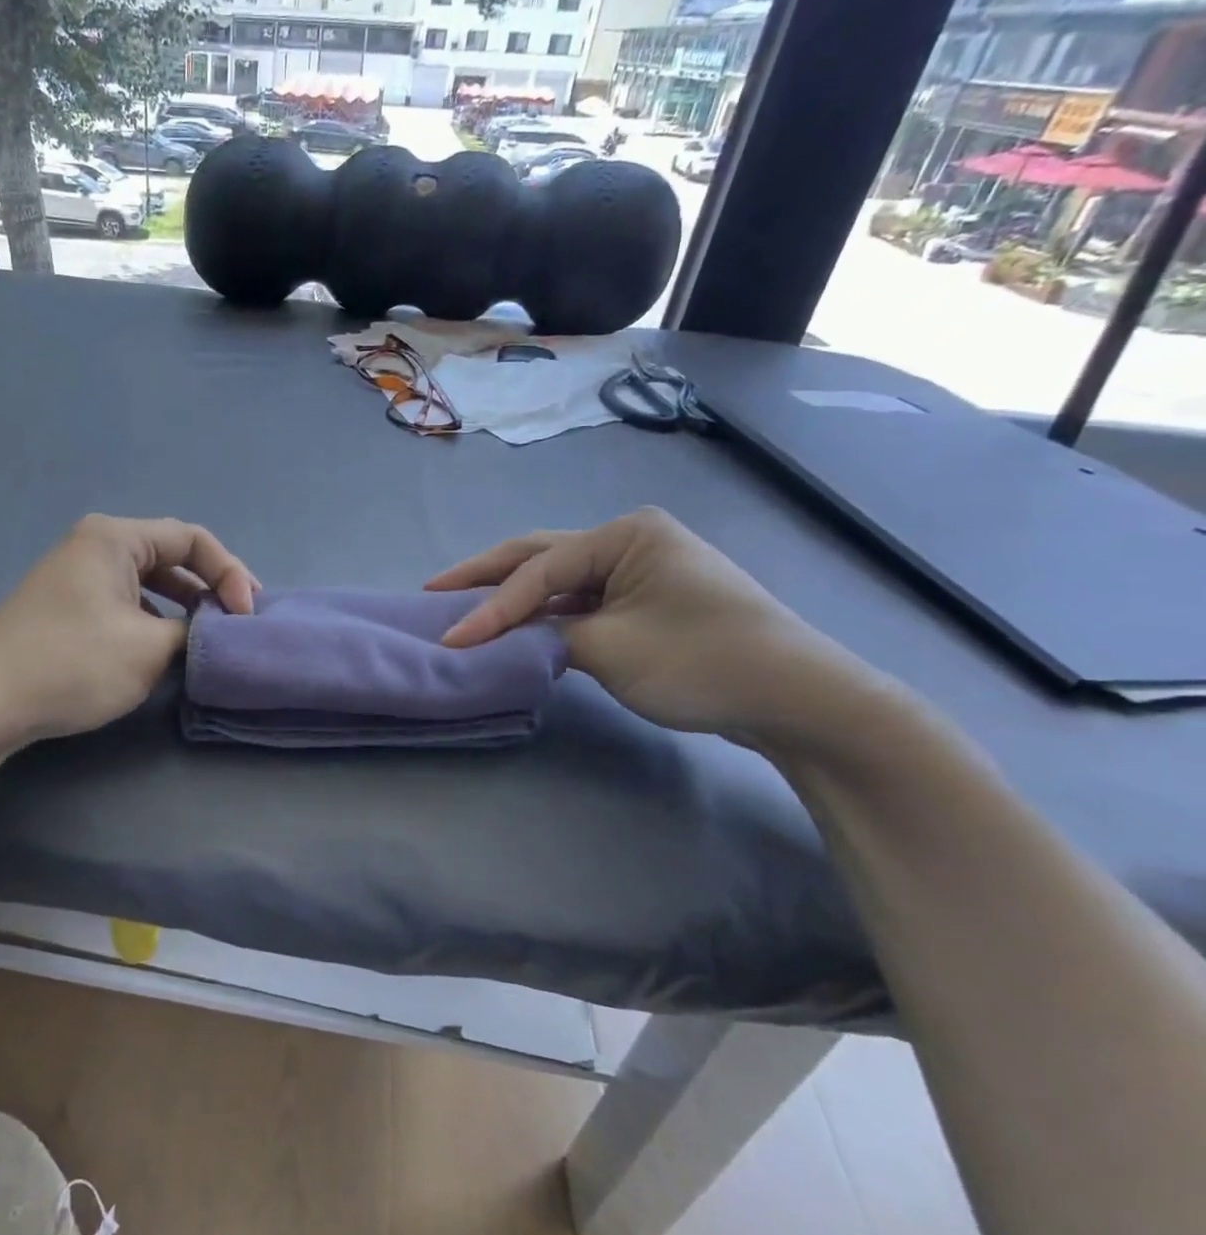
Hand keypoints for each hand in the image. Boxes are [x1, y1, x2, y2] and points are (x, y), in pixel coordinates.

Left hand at [0, 515, 257, 753]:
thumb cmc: (72, 664)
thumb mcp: (149, 649)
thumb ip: (194, 632)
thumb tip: (212, 633)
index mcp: (115, 538)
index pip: (192, 539)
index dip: (229, 573)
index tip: (246, 615)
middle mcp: (95, 544)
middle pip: (171, 555)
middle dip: (209, 587)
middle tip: (239, 621)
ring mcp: (76, 573)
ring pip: (149, 580)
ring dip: (183, 604)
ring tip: (209, 634)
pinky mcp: (67, 604)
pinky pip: (125, 599)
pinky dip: (154, 617)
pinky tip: (165, 645)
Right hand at [427, 508, 878, 744]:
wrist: (800, 700)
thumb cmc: (704, 661)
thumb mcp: (611, 649)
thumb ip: (546, 636)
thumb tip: (506, 638)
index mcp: (625, 535)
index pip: (539, 570)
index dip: (490, 607)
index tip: (451, 639)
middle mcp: (630, 541)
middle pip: (543, 558)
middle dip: (487, 577)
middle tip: (433, 591)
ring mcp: (642, 571)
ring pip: (561, 581)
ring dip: (517, 599)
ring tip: (465, 609)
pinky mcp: (650, 601)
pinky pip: (584, 602)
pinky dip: (548, 617)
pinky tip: (520, 629)